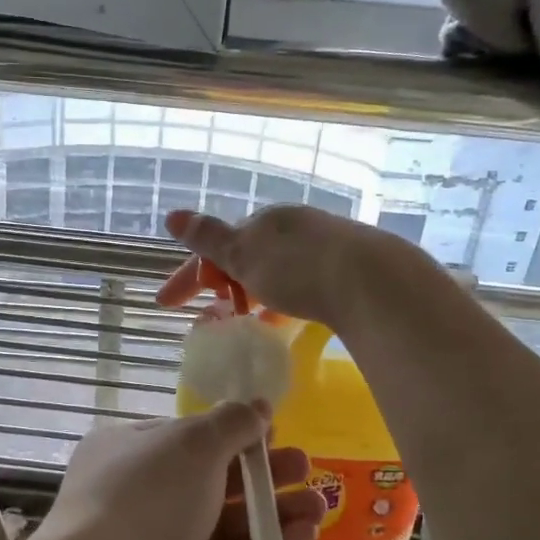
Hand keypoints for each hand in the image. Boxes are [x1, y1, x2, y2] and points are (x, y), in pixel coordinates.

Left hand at [10, 405, 325, 539]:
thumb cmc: (147, 496)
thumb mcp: (193, 443)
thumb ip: (231, 423)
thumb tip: (258, 406)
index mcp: (127, 452)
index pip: (184, 438)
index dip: (230, 433)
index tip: (272, 431)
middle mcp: (139, 499)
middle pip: (210, 482)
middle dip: (260, 474)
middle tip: (304, 467)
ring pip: (225, 526)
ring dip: (272, 513)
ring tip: (319, 505)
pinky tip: (305, 536)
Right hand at [157, 206, 412, 327]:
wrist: (373, 282)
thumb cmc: (299, 268)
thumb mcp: (245, 254)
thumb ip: (208, 238)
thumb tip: (173, 216)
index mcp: (265, 220)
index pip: (215, 246)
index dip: (188, 274)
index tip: (165, 303)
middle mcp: (294, 226)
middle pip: (246, 256)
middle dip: (222, 284)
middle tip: (210, 316)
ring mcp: (323, 246)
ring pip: (274, 271)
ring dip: (252, 295)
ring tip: (244, 323)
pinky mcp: (347, 270)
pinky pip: (301, 284)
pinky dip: (281, 301)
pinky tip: (285, 321)